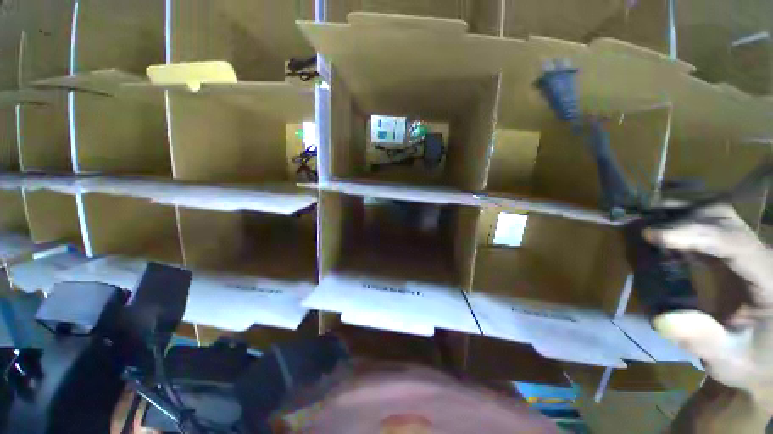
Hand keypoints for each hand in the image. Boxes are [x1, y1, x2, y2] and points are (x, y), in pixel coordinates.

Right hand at [645, 205, 772, 413]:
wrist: (765, 356)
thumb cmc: (749, 360)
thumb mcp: (728, 360)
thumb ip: (703, 339)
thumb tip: (663, 318)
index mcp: (769, 280)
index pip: (734, 243)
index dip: (695, 234)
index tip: (652, 236)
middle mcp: (762, 257)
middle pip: (726, 219)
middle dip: (684, 217)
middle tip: (645, 224)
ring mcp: (750, 253)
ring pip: (719, 217)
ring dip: (683, 215)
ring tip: (649, 221)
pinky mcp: (736, 256)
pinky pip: (711, 229)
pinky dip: (685, 225)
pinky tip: (665, 235)